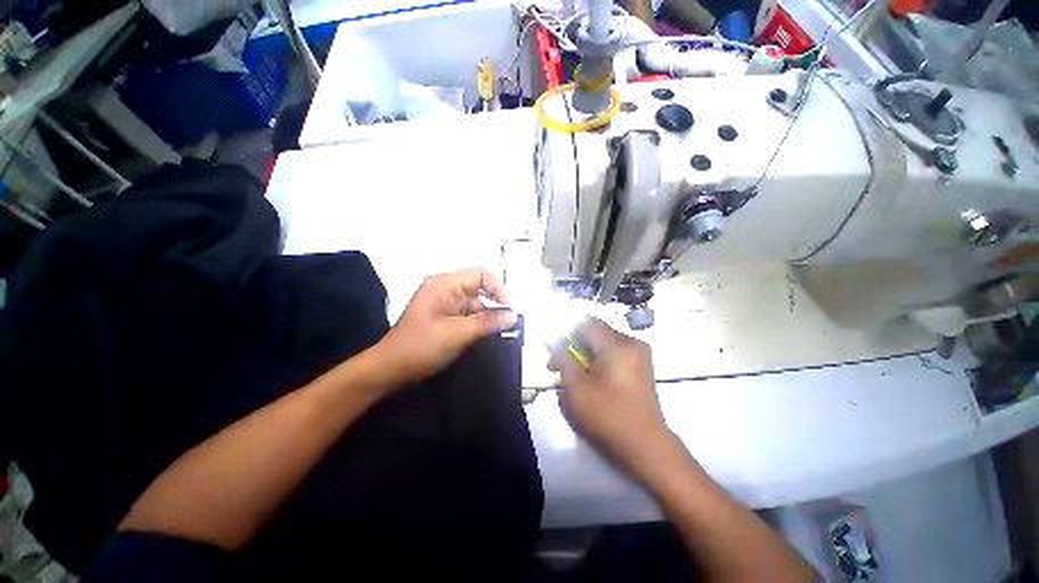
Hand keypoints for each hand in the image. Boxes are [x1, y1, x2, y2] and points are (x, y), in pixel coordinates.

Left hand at [375, 267, 516, 385]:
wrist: (390, 369)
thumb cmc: (422, 346)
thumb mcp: (458, 333)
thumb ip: (488, 322)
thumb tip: (513, 315)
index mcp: (445, 284)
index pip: (480, 274)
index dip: (498, 288)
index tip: (510, 308)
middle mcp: (445, 289)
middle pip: (478, 288)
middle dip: (494, 304)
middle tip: (509, 321)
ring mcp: (444, 304)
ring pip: (475, 303)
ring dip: (487, 316)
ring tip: (500, 331)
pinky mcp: (444, 317)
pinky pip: (467, 315)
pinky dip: (478, 323)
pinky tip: (487, 335)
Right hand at [548, 318, 671, 472]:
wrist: (646, 445)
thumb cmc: (608, 415)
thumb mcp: (577, 387)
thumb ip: (563, 358)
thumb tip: (553, 339)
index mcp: (617, 345)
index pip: (586, 322)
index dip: (566, 329)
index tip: (554, 346)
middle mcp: (631, 342)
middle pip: (596, 329)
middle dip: (575, 341)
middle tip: (559, 362)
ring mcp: (639, 352)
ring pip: (604, 340)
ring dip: (586, 350)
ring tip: (573, 370)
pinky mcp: (641, 363)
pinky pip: (615, 350)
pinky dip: (599, 356)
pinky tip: (591, 374)